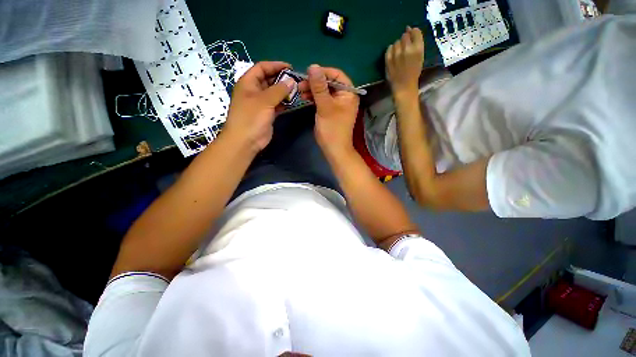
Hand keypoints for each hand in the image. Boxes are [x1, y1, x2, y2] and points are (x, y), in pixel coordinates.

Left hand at [222, 61, 295, 151]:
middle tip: (296, 81)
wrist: (246, 141)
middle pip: (269, 80)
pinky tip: (293, 102)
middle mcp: (254, 91)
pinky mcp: (267, 114)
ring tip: (298, 91)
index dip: (275, 65)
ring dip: (284, 92)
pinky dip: (284, 103)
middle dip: (282, 79)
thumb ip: (279, 90)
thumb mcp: (264, 101)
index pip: (262, 68)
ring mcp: (261, 103)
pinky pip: (277, 104)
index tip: (290, 68)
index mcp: (248, 82)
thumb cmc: (251, 118)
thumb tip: (292, 81)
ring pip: (274, 93)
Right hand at [305, 64, 359, 159]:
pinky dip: (314, 97)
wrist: (334, 150)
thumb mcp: (325, 106)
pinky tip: (304, 97)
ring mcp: (338, 104)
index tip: (307, 73)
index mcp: (349, 93)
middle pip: (329, 83)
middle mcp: (345, 96)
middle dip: (314, 82)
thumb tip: (313, 66)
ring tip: (299, 91)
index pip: (336, 75)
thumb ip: (319, 87)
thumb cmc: (332, 129)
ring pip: (324, 91)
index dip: (322, 72)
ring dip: (312, 90)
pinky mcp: (331, 110)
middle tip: (300, 84)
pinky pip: (322, 99)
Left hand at [385, 26, 423, 94]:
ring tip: (399, 54)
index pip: (415, 31)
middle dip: (405, 40)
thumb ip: (416, 43)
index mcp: (418, 48)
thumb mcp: (420, 57)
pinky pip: (389, 48)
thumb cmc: (414, 72)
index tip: (411, 39)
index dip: (412, 34)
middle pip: (404, 36)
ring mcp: (396, 54)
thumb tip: (408, 28)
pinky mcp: (388, 59)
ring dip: (398, 46)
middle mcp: (407, 49)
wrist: (403, 86)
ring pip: (396, 42)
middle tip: (405, 49)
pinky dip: (391, 50)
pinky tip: (393, 56)